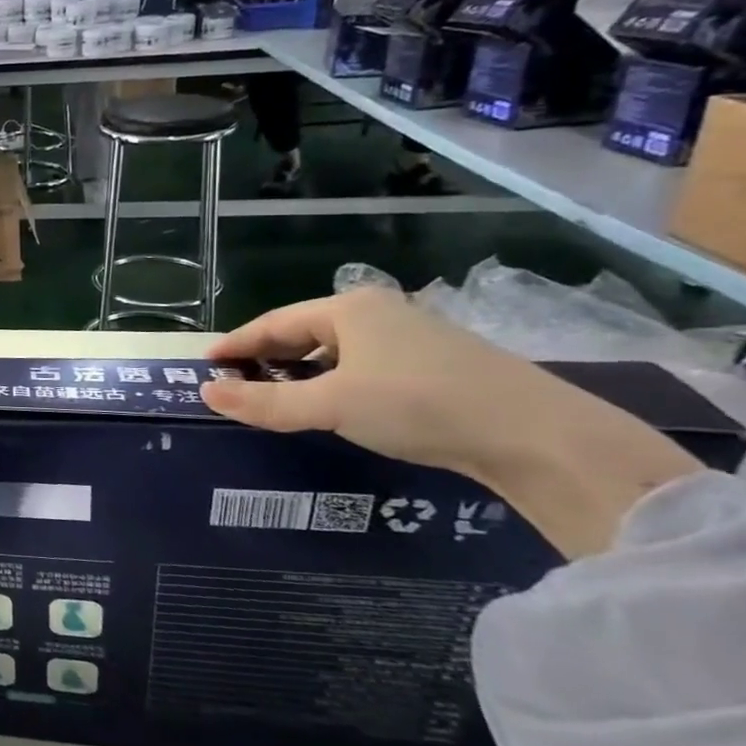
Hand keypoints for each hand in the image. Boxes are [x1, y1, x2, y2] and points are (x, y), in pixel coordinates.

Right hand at [200, 289, 702, 557]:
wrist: (539, 437)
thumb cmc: (417, 405)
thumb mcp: (330, 405)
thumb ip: (264, 402)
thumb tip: (205, 392)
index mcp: (348, 309)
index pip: (274, 323)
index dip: (237, 343)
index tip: (206, 362)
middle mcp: (380, 313)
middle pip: (306, 333)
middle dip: (269, 357)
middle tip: (236, 380)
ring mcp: (415, 338)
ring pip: (339, 351)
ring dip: (304, 372)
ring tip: (279, 396)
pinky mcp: (441, 366)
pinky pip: (367, 367)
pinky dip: (338, 382)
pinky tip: (338, 405)